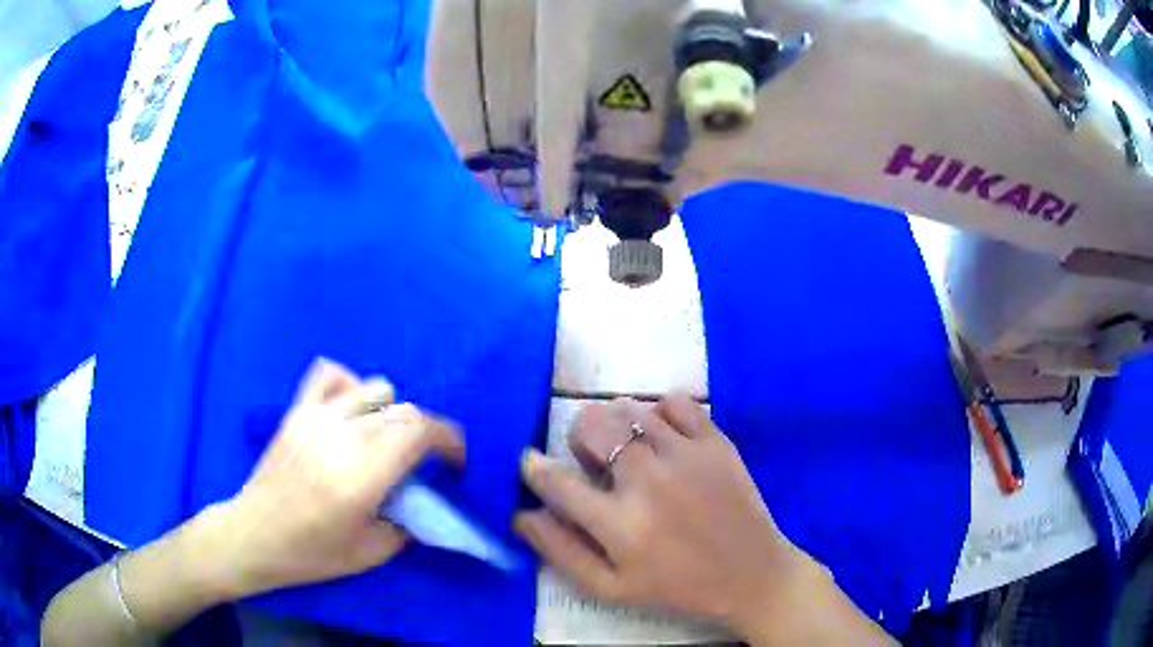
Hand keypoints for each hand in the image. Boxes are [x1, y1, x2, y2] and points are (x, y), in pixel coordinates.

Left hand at [208, 358, 465, 597]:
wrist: (252, 535)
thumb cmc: (310, 554)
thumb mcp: (369, 554)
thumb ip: (407, 526)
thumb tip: (426, 503)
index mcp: (361, 477)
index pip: (420, 432)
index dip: (449, 440)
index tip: (455, 463)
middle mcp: (341, 438)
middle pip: (404, 411)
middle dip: (426, 435)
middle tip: (421, 465)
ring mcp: (315, 418)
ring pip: (375, 389)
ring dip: (392, 413)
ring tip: (383, 442)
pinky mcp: (296, 411)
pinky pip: (331, 375)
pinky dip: (351, 386)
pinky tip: (350, 413)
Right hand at [515, 394, 806, 633]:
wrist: (751, 575)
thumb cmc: (677, 587)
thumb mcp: (611, 588)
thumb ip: (561, 552)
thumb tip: (523, 514)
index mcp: (619, 525)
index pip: (556, 482)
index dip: (534, 467)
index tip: (529, 461)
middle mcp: (649, 481)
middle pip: (590, 426)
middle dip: (579, 440)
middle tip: (595, 462)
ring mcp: (686, 455)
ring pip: (629, 408)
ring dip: (618, 425)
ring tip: (632, 451)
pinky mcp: (717, 442)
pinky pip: (675, 401)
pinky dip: (660, 411)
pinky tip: (665, 438)